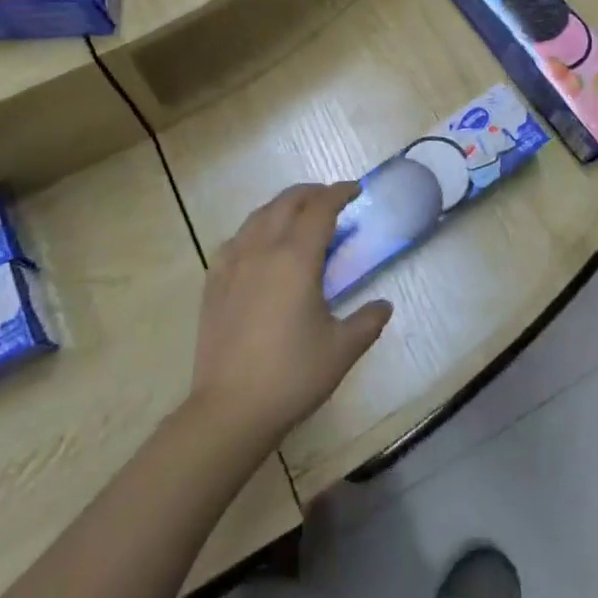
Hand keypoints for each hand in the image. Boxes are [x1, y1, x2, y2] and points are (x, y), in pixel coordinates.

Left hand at [188, 182, 393, 446]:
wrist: (230, 409)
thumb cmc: (292, 375)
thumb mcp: (341, 349)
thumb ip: (367, 321)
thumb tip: (384, 306)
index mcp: (296, 258)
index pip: (320, 209)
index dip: (339, 193)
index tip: (355, 189)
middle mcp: (263, 249)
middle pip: (287, 202)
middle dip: (312, 193)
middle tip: (331, 198)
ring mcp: (233, 263)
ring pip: (259, 216)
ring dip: (282, 206)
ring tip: (298, 214)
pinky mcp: (213, 281)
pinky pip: (236, 239)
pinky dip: (255, 229)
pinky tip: (259, 244)